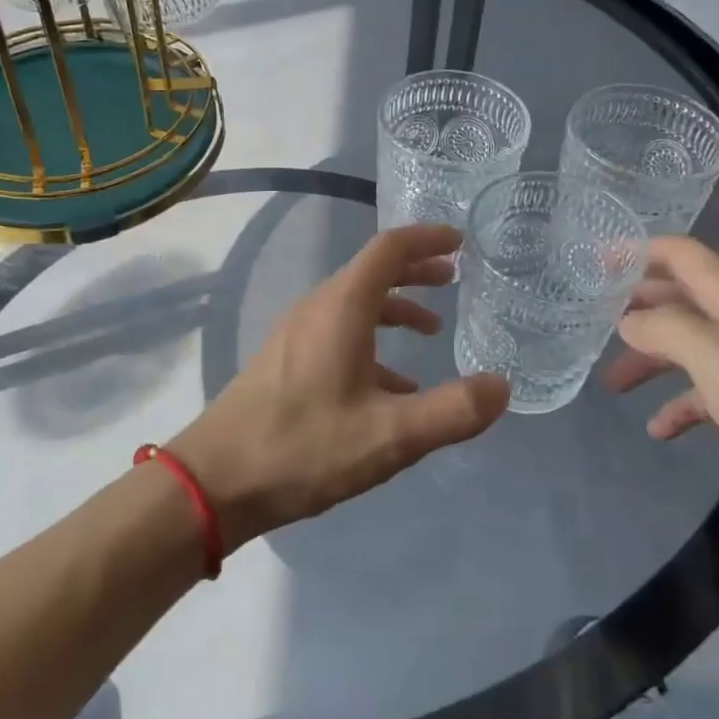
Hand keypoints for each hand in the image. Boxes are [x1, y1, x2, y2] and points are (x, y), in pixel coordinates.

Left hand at [172, 224, 510, 550]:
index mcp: (341, 308)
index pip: (389, 249)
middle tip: (454, 278)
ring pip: (354, 304)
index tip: (461, 241)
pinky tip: (392, 385)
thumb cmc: (304, 447)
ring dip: (394, 308)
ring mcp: (296, 334)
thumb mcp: (390, 435)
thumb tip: (502, 386)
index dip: (427, 238)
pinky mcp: (286, 361)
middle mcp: (317, 309)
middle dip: (415, 270)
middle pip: (371, 272)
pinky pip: (337, 334)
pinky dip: (372, 342)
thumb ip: (452, 411)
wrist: (216, 480)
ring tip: (431, 330)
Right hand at [604, 236, 718, 541]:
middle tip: (592, 323)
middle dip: (636, 307)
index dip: (636, 251)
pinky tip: (663, 428)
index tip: (592, 263)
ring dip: (654, 357)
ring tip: (615, 383)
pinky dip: (687, 400)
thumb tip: (629, 318)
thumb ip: (667, 329)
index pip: (681, 253)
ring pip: (697, 343)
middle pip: (684, 296)